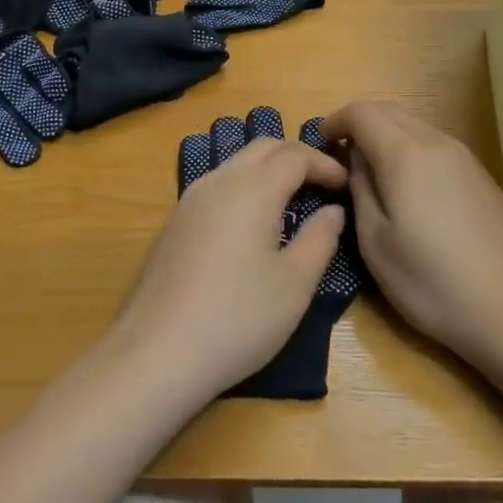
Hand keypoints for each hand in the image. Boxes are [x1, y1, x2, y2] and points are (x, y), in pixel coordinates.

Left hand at [110, 137, 346, 403]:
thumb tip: (332, 211)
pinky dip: (244, 188)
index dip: (325, 164)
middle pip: (262, 148)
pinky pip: (217, 186)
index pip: (295, 155)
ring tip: (292, 200)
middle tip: (323, 184)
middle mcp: (219, 181)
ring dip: (268, 170)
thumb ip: (320, 239)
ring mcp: (189, 200)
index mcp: (253, 189)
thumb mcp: (295, 284)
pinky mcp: (173, 223)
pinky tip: (252, 223)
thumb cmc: (238, 318)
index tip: (347, 184)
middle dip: (297, 157)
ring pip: (236, 164)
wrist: (156, 354)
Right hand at [323, 102, 502, 375]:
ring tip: (371, 173)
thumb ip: (360, 190)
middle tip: (340, 157)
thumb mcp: (375, 243)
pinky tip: (408, 188)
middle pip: (389, 111)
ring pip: (415, 125)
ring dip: (386, 136)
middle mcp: (437, 143)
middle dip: (359, 124)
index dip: (335, 121)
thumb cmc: (432, 283)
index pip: (362, 112)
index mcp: (405, 154)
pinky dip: (410, 150)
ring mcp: (465, 157)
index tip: (319, 143)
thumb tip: (356, 160)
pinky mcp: (481, 176)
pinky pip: (435, 145)